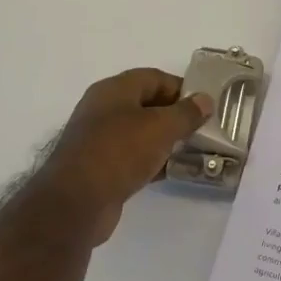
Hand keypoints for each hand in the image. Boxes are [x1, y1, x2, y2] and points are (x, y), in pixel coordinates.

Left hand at [35, 69, 212, 245]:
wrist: (76, 203)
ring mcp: (100, 140)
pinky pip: (133, 157)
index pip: (153, 78)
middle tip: (203, 128)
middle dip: (176, 114)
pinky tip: (173, 170)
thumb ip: (186, 113)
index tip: (205, 104)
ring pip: (141, 132)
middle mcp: (103, 110)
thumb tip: (205, 100)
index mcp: (114, 90)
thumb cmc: (119, 152)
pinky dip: (153, 160)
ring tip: (194, 150)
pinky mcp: (100, 168)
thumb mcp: (160, 127)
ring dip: (166, 139)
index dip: (181, 88)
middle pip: (147, 104)